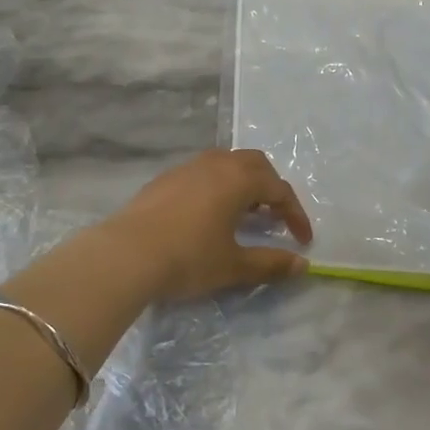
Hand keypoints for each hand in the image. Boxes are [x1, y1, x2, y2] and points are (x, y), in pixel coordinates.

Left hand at [104, 149, 312, 300]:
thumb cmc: (188, 258)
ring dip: (243, 183)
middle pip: (254, 164)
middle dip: (271, 188)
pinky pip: (202, 172)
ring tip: (243, 213)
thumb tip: (302, 264)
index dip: (296, 214)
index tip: (303, 240)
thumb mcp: (233, 266)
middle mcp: (215, 164)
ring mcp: (186, 168)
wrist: (126, 254)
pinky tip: (208, 214)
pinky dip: (218, 186)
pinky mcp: (164, 179)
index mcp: (238, 179)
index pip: (279, 190)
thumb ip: (270, 263)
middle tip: (274, 217)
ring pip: (226, 163)